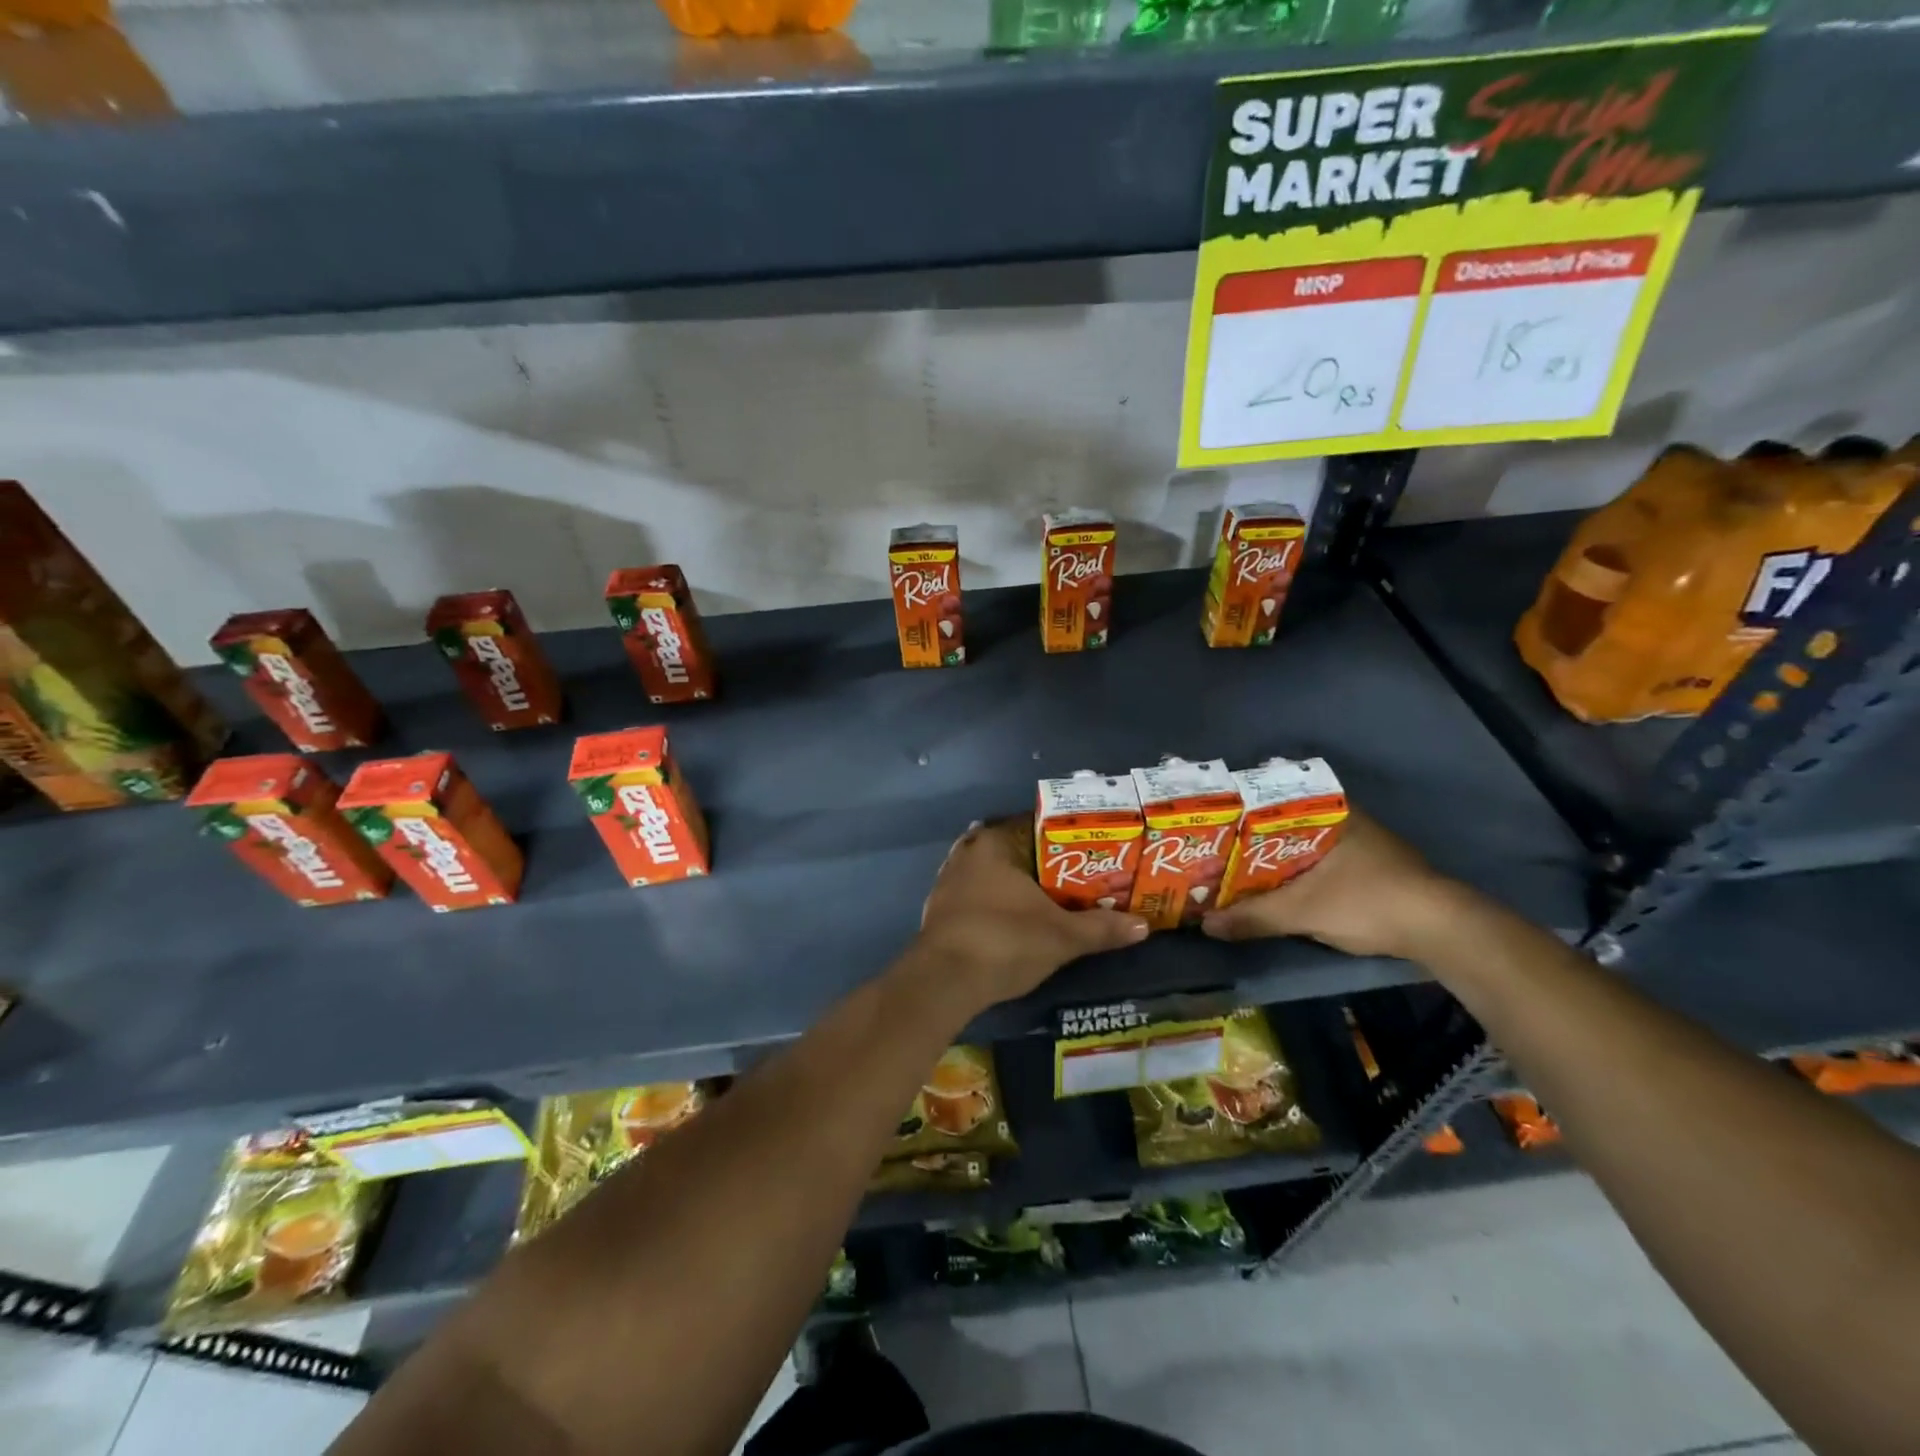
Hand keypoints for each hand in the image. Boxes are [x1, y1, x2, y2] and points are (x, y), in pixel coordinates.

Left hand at [914, 820, 1149, 1008]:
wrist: (944, 981)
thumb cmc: (1005, 941)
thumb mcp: (1062, 936)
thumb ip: (1101, 928)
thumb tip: (1144, 925)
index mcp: (993, 843)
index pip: (1030, 826)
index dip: (1059, 839)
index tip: (1083, 853)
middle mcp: (965, 854)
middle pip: (1009, 850)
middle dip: (1036, 864)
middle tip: (1069, 879)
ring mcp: (946, 883)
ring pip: (987, 875)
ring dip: (1010, 885)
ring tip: (1044, 900)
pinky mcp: (937, 912)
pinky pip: (972, 898)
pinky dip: (991, 905)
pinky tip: (1010, 921)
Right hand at [1200, 811, 1465, 959]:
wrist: (1443, 931)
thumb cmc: (1367, 902)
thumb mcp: (1302, 911)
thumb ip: (1253, 917)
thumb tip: (1206, 925)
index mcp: (1328, 812)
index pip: (1271, 798)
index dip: (1239, 811)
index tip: (1210, 822)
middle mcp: (1344, 819)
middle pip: (1284, 824)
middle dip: (1251, 839)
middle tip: (1215, 851)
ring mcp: (1361, 843)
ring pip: (1302, 844)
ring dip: (1274, 859)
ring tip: (1236, 870)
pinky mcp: (1372, 868)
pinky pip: (1319, 861)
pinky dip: (1296, 872)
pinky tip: (1276, 887)